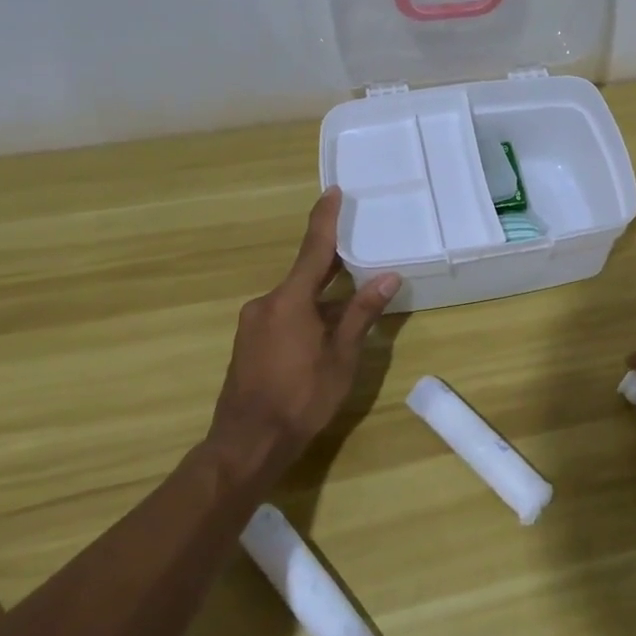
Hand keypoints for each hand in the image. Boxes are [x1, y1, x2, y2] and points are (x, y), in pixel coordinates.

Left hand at [207, 188, 400, 478]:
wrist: (248, 443)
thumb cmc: (301, 397)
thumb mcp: (341, 356)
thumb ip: (361, 313)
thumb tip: (387, 276)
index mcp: (290, 300)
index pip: (313, 249)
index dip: (325, 219)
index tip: (333, 192)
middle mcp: (266, 303)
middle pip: (305, 273)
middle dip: (331, 262)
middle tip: (358, 246)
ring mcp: (253, 323)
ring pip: (295, 297)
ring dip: (321, 295)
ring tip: (350, 300)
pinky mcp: (249, 343)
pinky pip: (283, 314)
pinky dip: (306, 313)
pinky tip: (324, 331)